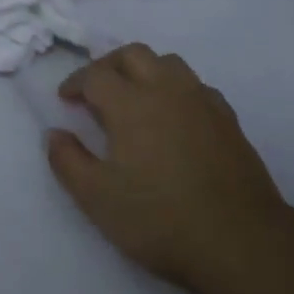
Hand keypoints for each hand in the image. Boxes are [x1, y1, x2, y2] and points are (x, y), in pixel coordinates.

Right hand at [45, 43, 292, 292]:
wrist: (239, 239)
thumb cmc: (160, 219)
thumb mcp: (98, 199)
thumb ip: (68, 162)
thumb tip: (54, 134)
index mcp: (131, 104)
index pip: (96, 75)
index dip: (76, 82)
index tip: (66, 99)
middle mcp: (167, 90)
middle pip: (134, 54)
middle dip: (108, 65)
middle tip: (95, 90)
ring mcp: (202, 101)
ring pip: (169, 63)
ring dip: (144, 70)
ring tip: (134, 97)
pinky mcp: (228, 119)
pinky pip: (196, 86)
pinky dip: (176, 89)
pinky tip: (174, 116)